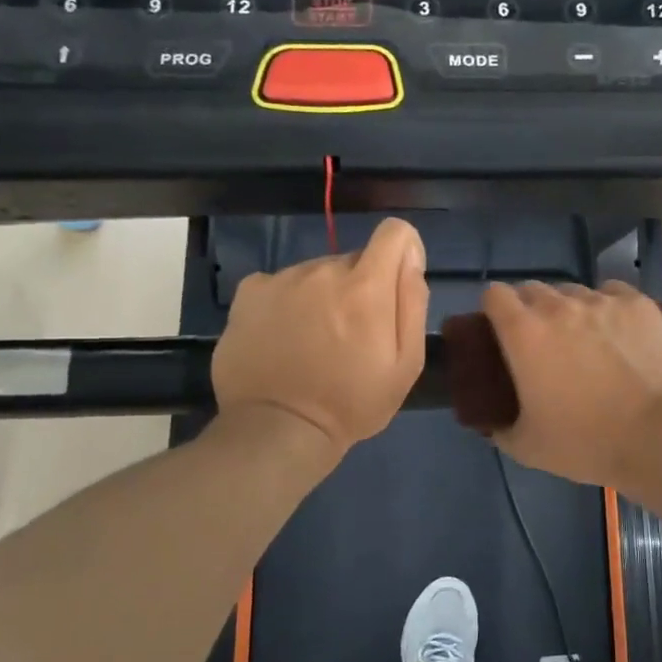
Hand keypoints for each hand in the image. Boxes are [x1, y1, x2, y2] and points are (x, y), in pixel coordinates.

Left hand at [212, 218, 427, 454]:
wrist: (277, 429)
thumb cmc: (352, 402)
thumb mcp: (406, 365)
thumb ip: (412, 302)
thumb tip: (410, 257)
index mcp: (366, 287)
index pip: (394, 232)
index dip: (403, 253)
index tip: (396, 286)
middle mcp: (324, 270)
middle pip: (355, 260)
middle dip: (360, 288)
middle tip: (352, 336)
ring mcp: (282, 278)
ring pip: (317, 273)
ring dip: (323, 296)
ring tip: (313, 342)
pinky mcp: (249, 292)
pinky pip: (282, 283)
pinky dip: (288, 302)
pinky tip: (284, 337)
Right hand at [480, 280, 661, 488]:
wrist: (661, 435)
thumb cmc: (587, 442)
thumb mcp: (528, 448)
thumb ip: (501, 429)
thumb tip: (493, 424)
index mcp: (524, 333)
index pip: (495, 295)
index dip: (494, 310)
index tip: (501, 331)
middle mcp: (559, 306)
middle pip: (533, 289)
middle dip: (531, 310)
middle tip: (542, 342)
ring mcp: (603, 301)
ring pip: (575, 292)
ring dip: (571, 310)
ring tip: (585, 340)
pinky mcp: (639, 304)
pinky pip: (613, 293)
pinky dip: (608, 307)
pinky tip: (618, 332)